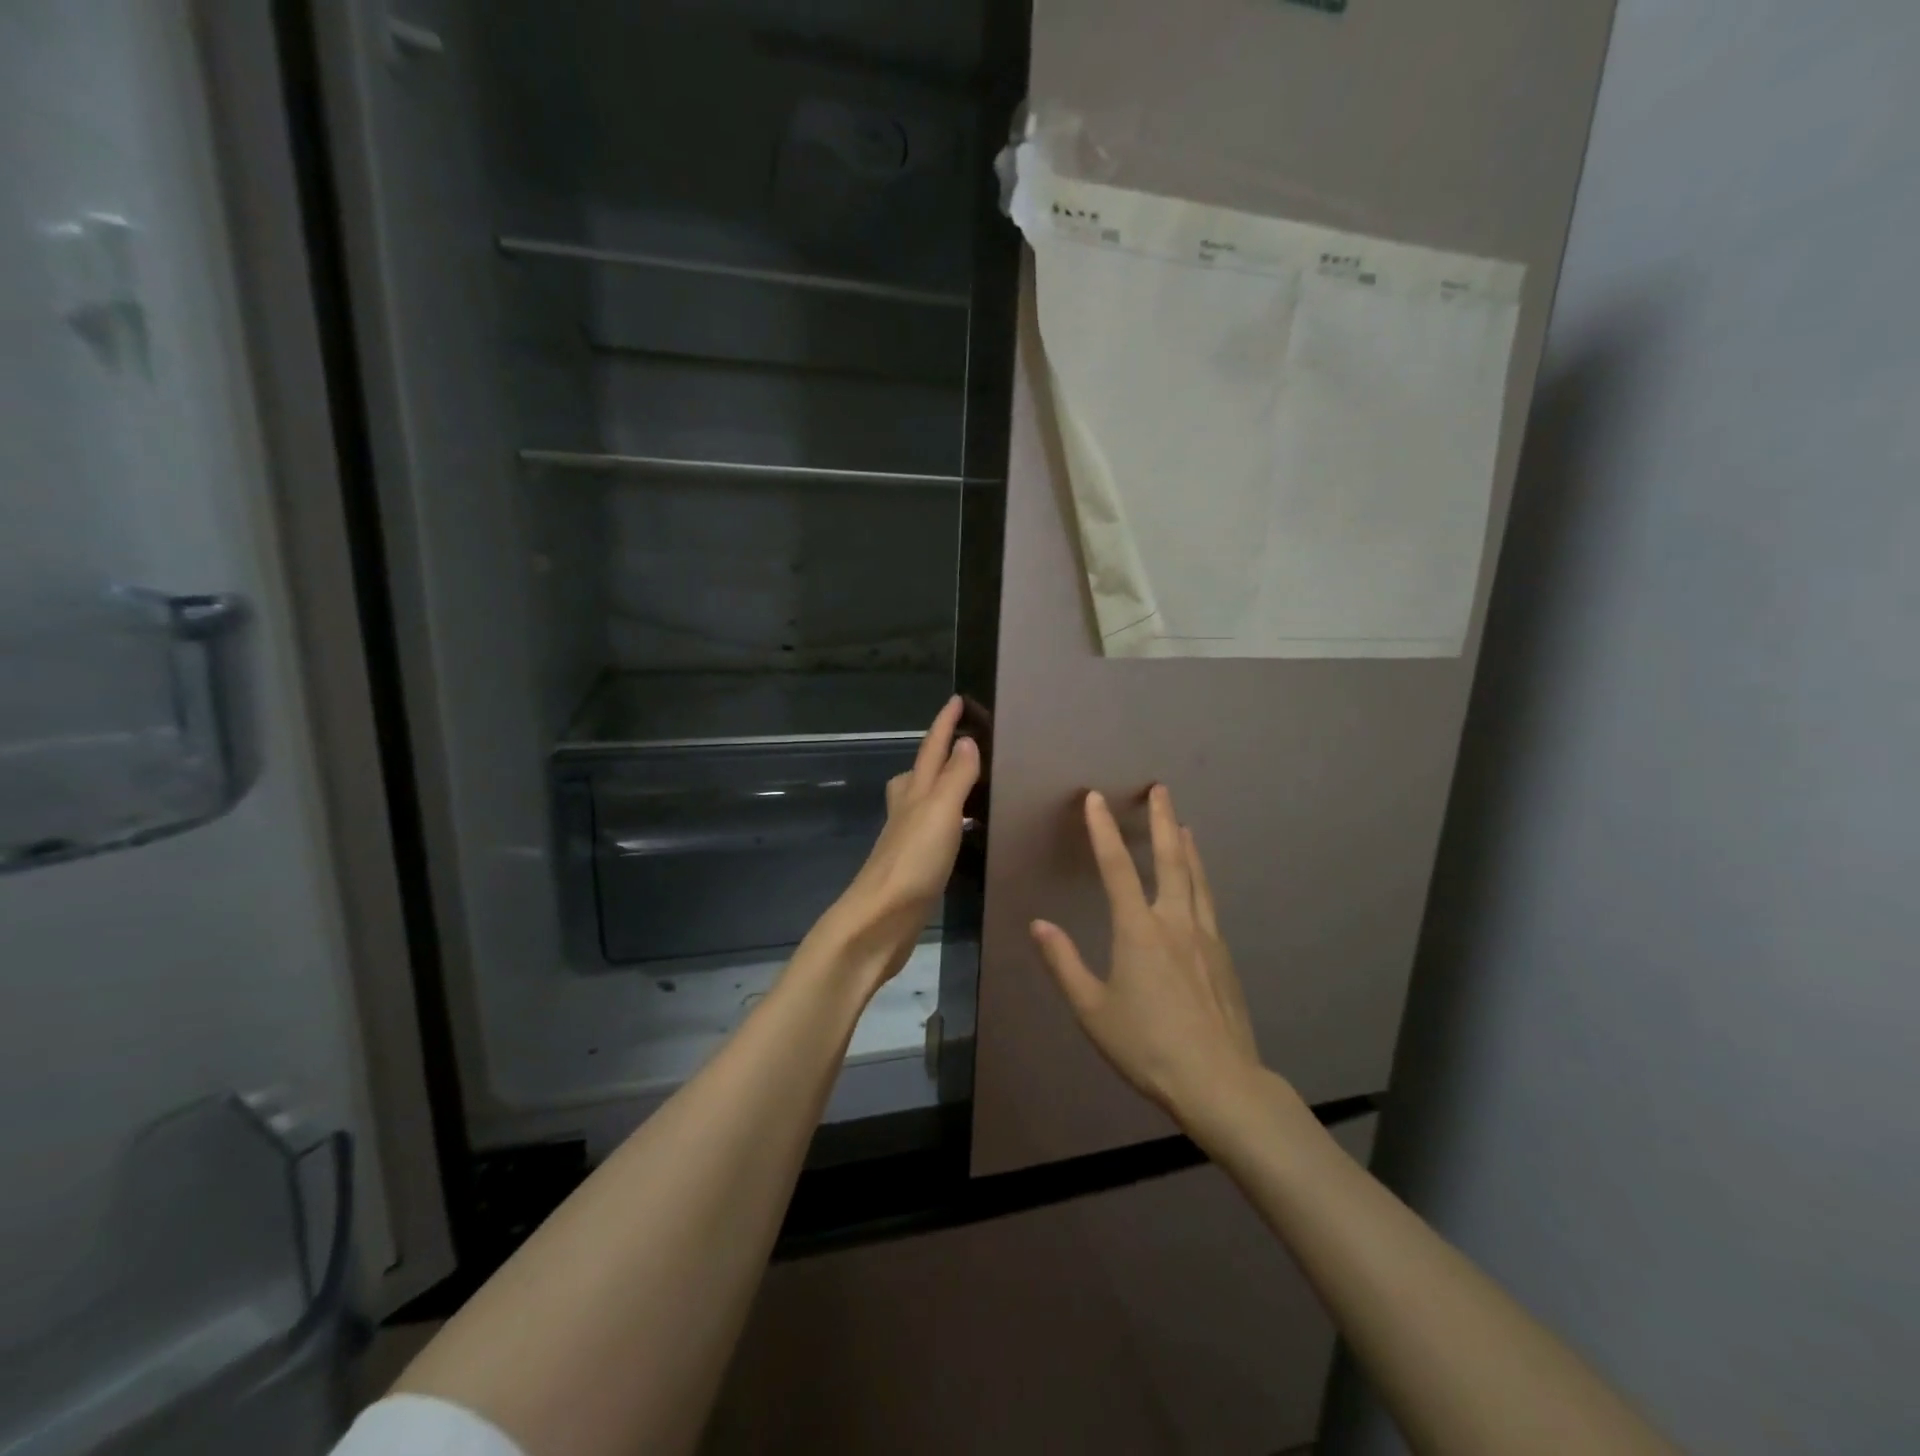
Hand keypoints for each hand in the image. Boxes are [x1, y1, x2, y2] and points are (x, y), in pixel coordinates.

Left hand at [821, 696, 979, 986]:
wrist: (880, 921)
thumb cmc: (912, 862)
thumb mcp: (940, 812)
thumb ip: (955, 777)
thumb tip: (965, 740)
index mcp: (914, 793)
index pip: (931, 749)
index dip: (943, 724)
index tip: (956, 700)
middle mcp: (907, 811)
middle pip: (918, 773)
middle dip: (935, 754)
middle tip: (959, 742)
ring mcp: (907, 840)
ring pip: (923, 802)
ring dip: (940, 788)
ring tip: (966, 785)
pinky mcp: (913, 867)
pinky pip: (933, 831)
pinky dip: (946, 822)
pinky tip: (959, 835)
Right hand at [1030, 784, 1262, 1128]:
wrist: (1219, 1082)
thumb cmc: (1147, 1046)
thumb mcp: (1093, 1010)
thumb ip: (1064, 963)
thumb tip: (1038, 925)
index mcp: (1138, 930)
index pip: (1116, 867)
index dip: (1104, 830)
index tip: (1096, 798)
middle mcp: (1175, 922)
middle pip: (1170, 859)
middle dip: (1162, 820)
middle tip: (1160, 789)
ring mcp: (1205, 937)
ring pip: (1196, 878)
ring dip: (1187, 846)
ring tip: (1183, 824)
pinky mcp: (1223, 956)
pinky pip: (1208, 902)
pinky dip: (1200, 878)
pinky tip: (1199, 883)